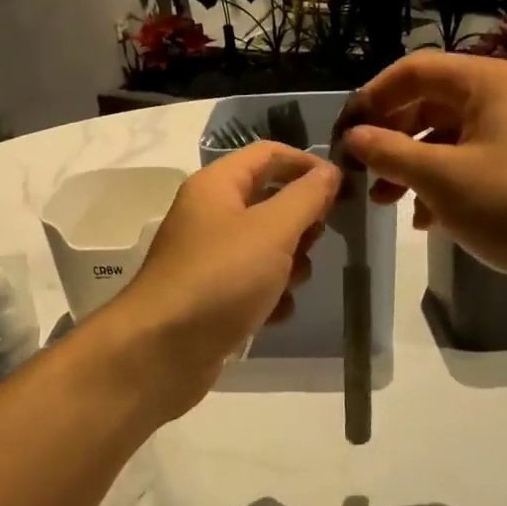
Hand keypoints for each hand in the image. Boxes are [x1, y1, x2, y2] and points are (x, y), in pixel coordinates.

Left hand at [107, 142, 340, 411]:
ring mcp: (209, 257)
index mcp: (216, 185)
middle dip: (300, 221)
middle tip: (318, 241)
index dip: (306, 163)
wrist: (161, 352)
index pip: (268, 154)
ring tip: (291, 283)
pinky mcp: (211, 296)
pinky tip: (274, 314)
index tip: (344, 186)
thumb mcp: (272, 230)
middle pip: (269, 200)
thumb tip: (329, 170)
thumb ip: (306, 197)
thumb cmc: (220, 278)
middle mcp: (209, 214)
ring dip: (289, 263)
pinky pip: (253, 284)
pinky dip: (269, 296)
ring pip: (266, 246)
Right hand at [339, 52, 506, 322]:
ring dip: (410, 167)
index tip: (342, 135)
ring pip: (446, 139)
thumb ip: (390, 153)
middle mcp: (502, 99)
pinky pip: (469, 166)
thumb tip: (352, 137)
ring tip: (384, 202)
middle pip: (428, 103)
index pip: (412, 71)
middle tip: (360, 172)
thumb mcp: (442, 178)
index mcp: (486, 82)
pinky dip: (441, 187)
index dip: (371, 99)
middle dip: (389, 138)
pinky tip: (425, 220)